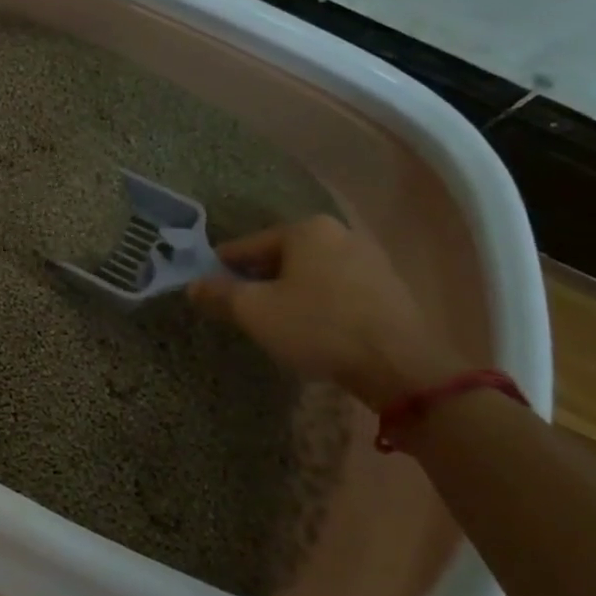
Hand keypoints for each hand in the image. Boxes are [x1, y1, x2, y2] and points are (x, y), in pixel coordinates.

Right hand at [189, 214, 461, 406]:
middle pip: (281, 257)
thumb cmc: (318, 327)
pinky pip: (339, 289)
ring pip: (311, 273)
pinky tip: (314, 329)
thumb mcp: (255, 312)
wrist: (401, 366)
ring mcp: (370, 259)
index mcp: (305, 229)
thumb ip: (219, 294)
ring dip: (291, 293)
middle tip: (242, 309)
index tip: (209, 290)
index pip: (247, 246)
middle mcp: (339, 233)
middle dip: (260, 280)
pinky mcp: (390, 288)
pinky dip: (320, 303)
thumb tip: (193, 285)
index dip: (223, 269)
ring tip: (276, 323)